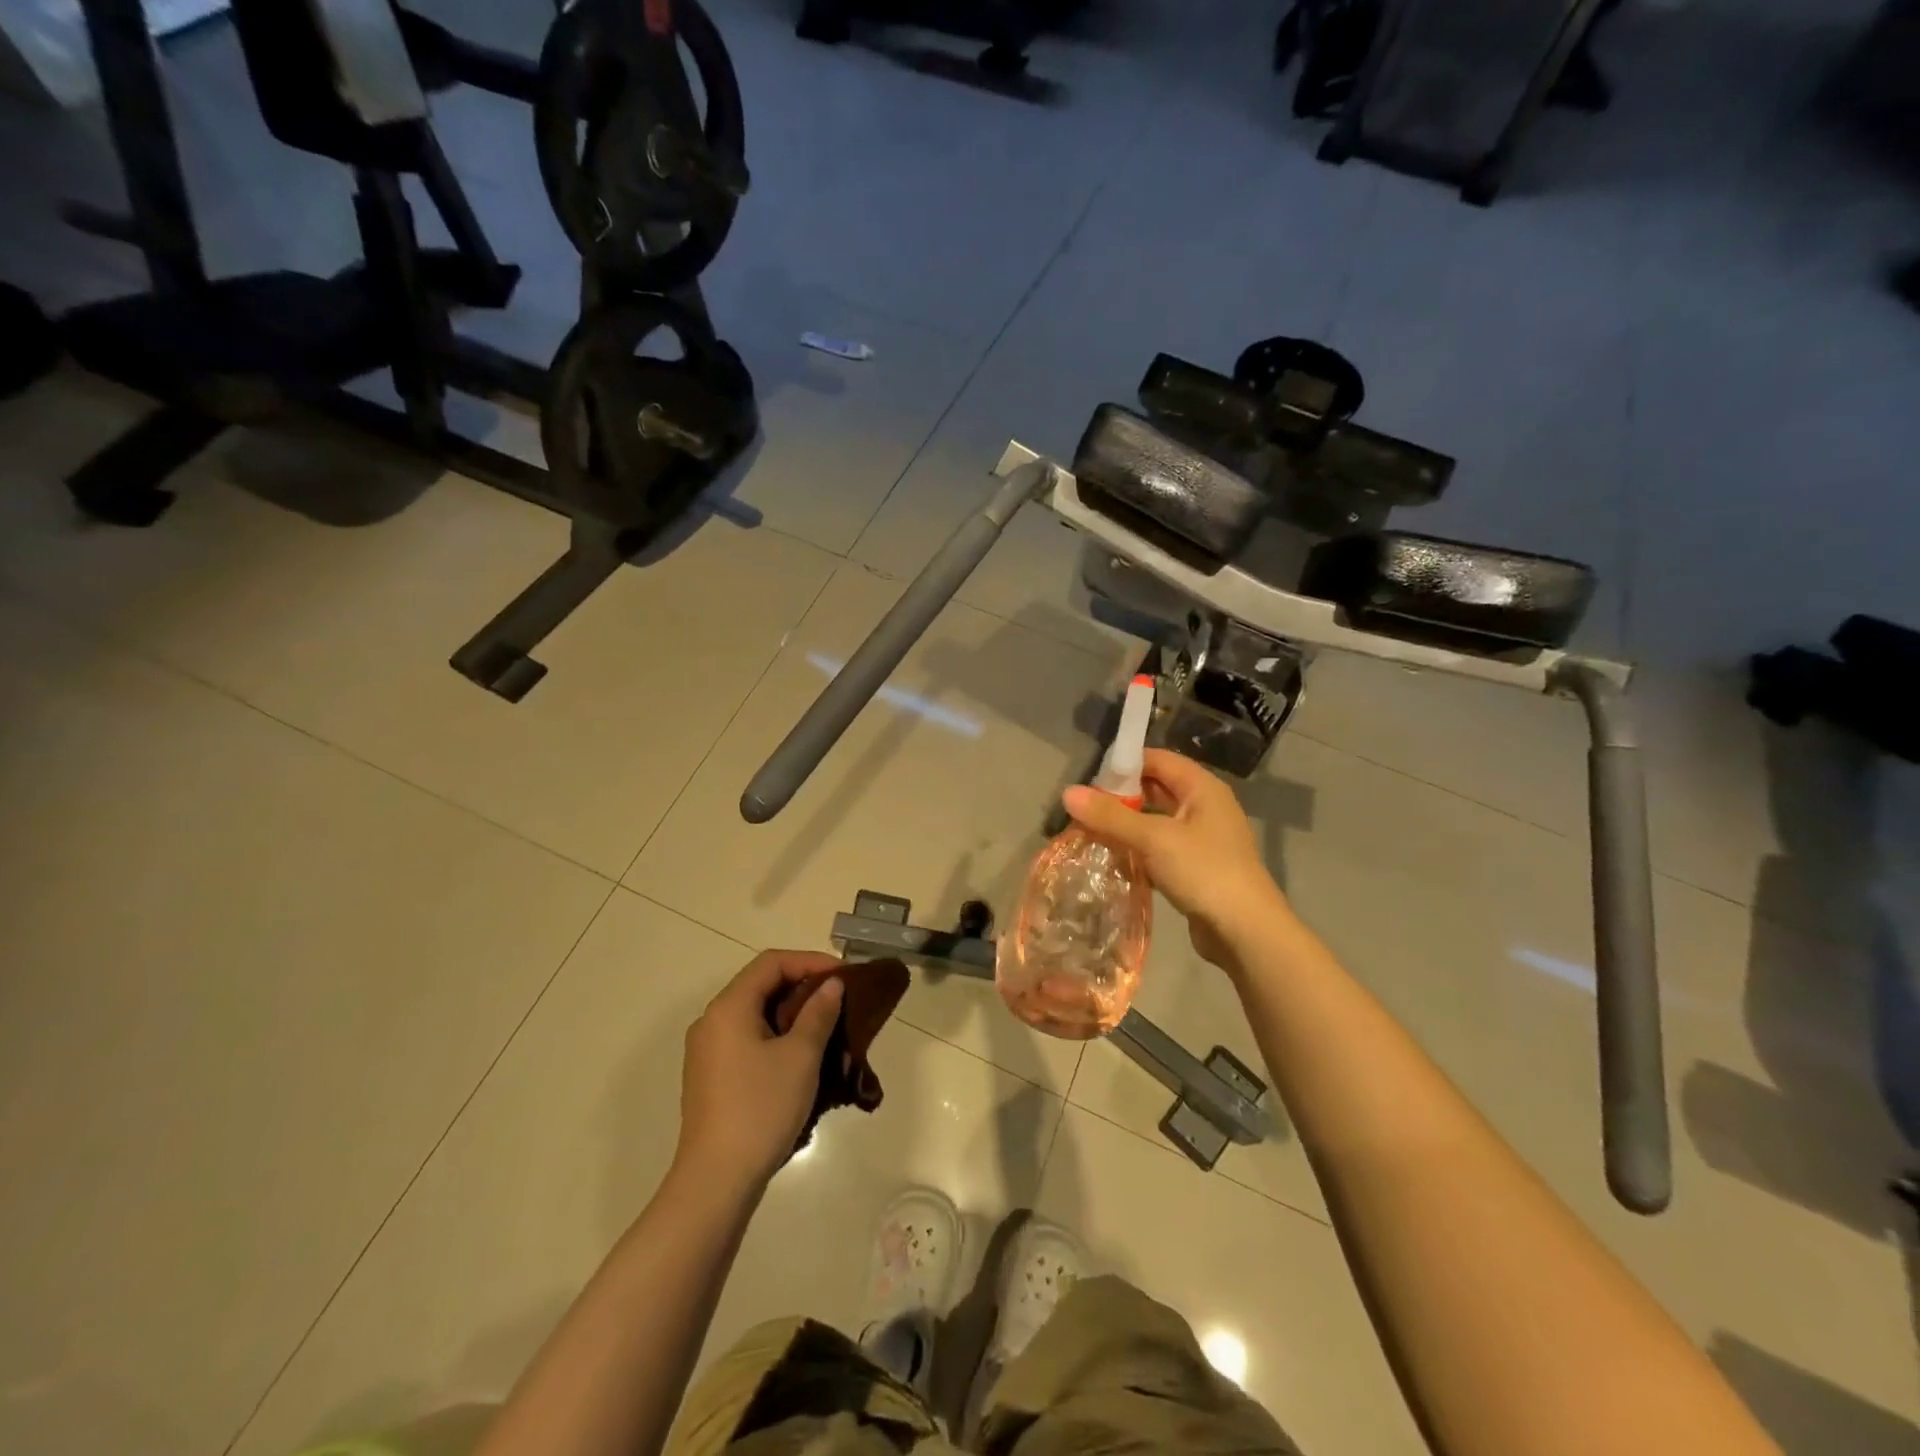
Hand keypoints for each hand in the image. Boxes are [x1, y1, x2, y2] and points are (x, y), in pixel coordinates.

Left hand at [675, 950, 845, 1193]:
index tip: (844, 975)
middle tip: (839, 999)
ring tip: (827, 1028)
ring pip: (756, 1015)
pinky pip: (748, 1040)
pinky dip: (777, 1037)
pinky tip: (802, 1059)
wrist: (716, 1182)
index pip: (772, 963)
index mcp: (729, 1007)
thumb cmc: (761, 1108)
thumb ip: (818, 1013)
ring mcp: (708, 1051)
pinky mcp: (711, 1078)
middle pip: (761, 986)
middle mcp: (712, 1021)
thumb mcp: (800, 1056)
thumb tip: (831, 986)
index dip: (811, 961)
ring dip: (792, 1015)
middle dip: (803, 987)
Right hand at [1062, 748, 1287, 969]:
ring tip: (1090, 834)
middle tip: (1084, 810)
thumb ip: (1110, 815)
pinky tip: (1114, 862)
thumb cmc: (1204, 872)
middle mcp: (1205, 806)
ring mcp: (1202, 839)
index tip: (1089, 780)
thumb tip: (1067, 793)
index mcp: (1202, 788)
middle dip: (1120, 798)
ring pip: (1155, 821)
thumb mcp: (1153, 839)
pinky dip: (1138, 851)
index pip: (1157, 759)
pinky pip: (1160, 849)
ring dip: (1126, 827)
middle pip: (1155, 789)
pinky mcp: (1196, 867)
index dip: (1124, 764)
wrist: (1246, 932)